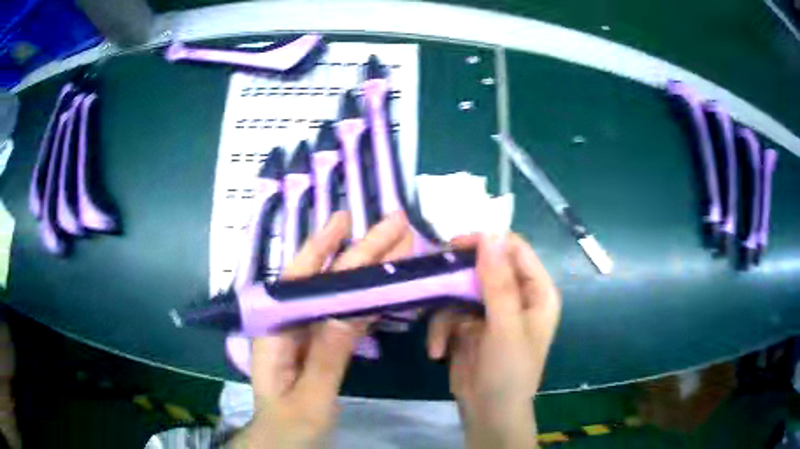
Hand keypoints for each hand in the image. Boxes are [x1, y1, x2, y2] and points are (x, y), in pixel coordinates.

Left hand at [233, 211, 413, 447]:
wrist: (284, 444)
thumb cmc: (289, 427)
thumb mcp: (309, 398)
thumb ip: (328, 356)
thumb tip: (351, 308)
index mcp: (276, 333)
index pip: (302, 282)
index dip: (323, 247)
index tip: (346, 220)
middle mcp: (290, 325)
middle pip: (325, 281)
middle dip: (359, 252)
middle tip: (393, 224)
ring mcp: (307, 335)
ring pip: (338, 295)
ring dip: (367, 270)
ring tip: (397, 247)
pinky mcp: (321, 347)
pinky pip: (345, 316)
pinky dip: (367, 298)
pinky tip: (385, 287)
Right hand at [427, 233, 560, 448]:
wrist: (488, 413)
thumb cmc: (508, 372)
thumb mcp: (505, 327)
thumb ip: (498, 282)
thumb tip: (491, 234)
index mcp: (536, 291)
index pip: (514, 250)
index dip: (486, 243)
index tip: (454, 247)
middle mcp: (516, 296)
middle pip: (484, 267)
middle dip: (457, 279)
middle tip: (434, 280)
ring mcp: (491, 311)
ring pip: (460, 290)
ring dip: (444, 314)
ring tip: (438, 341)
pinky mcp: (470, 325)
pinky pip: (449, 313)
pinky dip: (440, 331)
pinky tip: (437, 352)